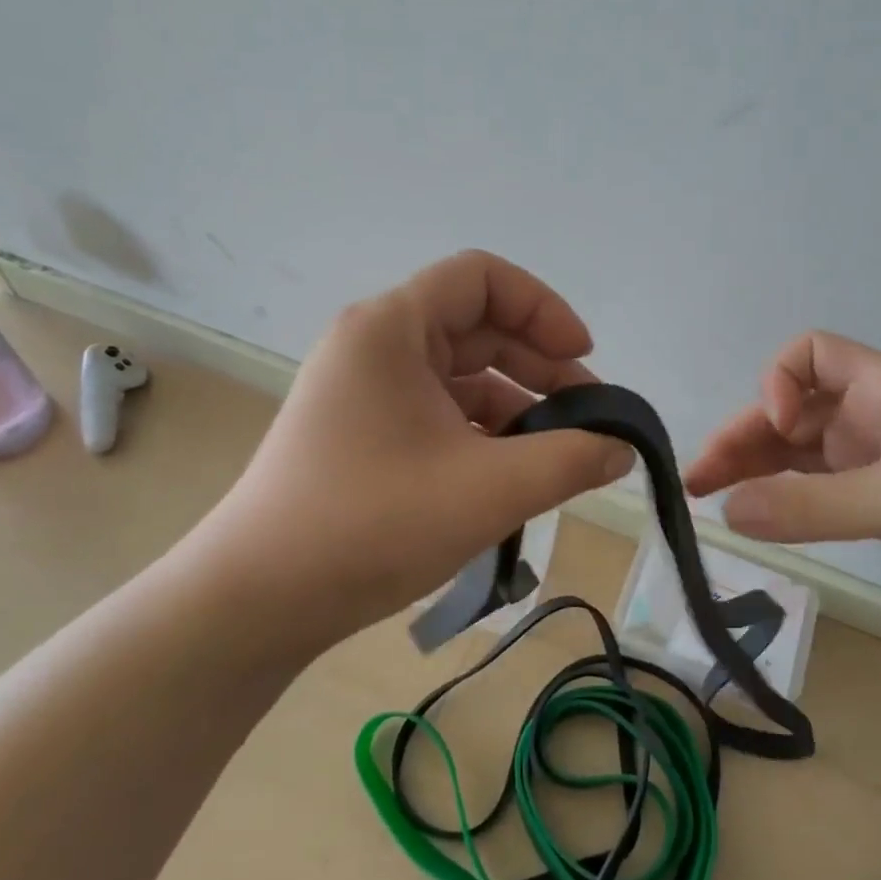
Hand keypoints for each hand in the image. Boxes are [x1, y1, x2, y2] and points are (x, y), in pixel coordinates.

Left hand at [196, 251, 634, 647]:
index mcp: (391, 327)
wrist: (258, 601)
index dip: (543, 308)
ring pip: (459, 376)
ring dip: (515, 406)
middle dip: (539, 367)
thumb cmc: (373, 524)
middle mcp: (374, 344)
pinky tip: (512, 476)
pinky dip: (482, 434)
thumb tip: (622, 448)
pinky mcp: (362, 432)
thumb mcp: (490, 489)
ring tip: (558, 457)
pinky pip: (437, 412)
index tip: (583, 360)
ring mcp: (364, 390)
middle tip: (588, 420)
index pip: (482, 278)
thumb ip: (571, 459)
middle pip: (475, 327)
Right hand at [684, 331, 880, 640]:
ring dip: (748, 468)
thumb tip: (728, 511)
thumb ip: (815, 505)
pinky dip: (773, 498)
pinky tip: (747, 516)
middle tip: (700, 478)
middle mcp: (868, 419)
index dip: (781, 380)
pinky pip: (806, 490)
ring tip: (703, 495)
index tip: (777, 426)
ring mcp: (868, 464)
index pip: (811, 354)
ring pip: (790, 453)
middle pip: (788, 410)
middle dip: (743, 435)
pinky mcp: (869, 506)